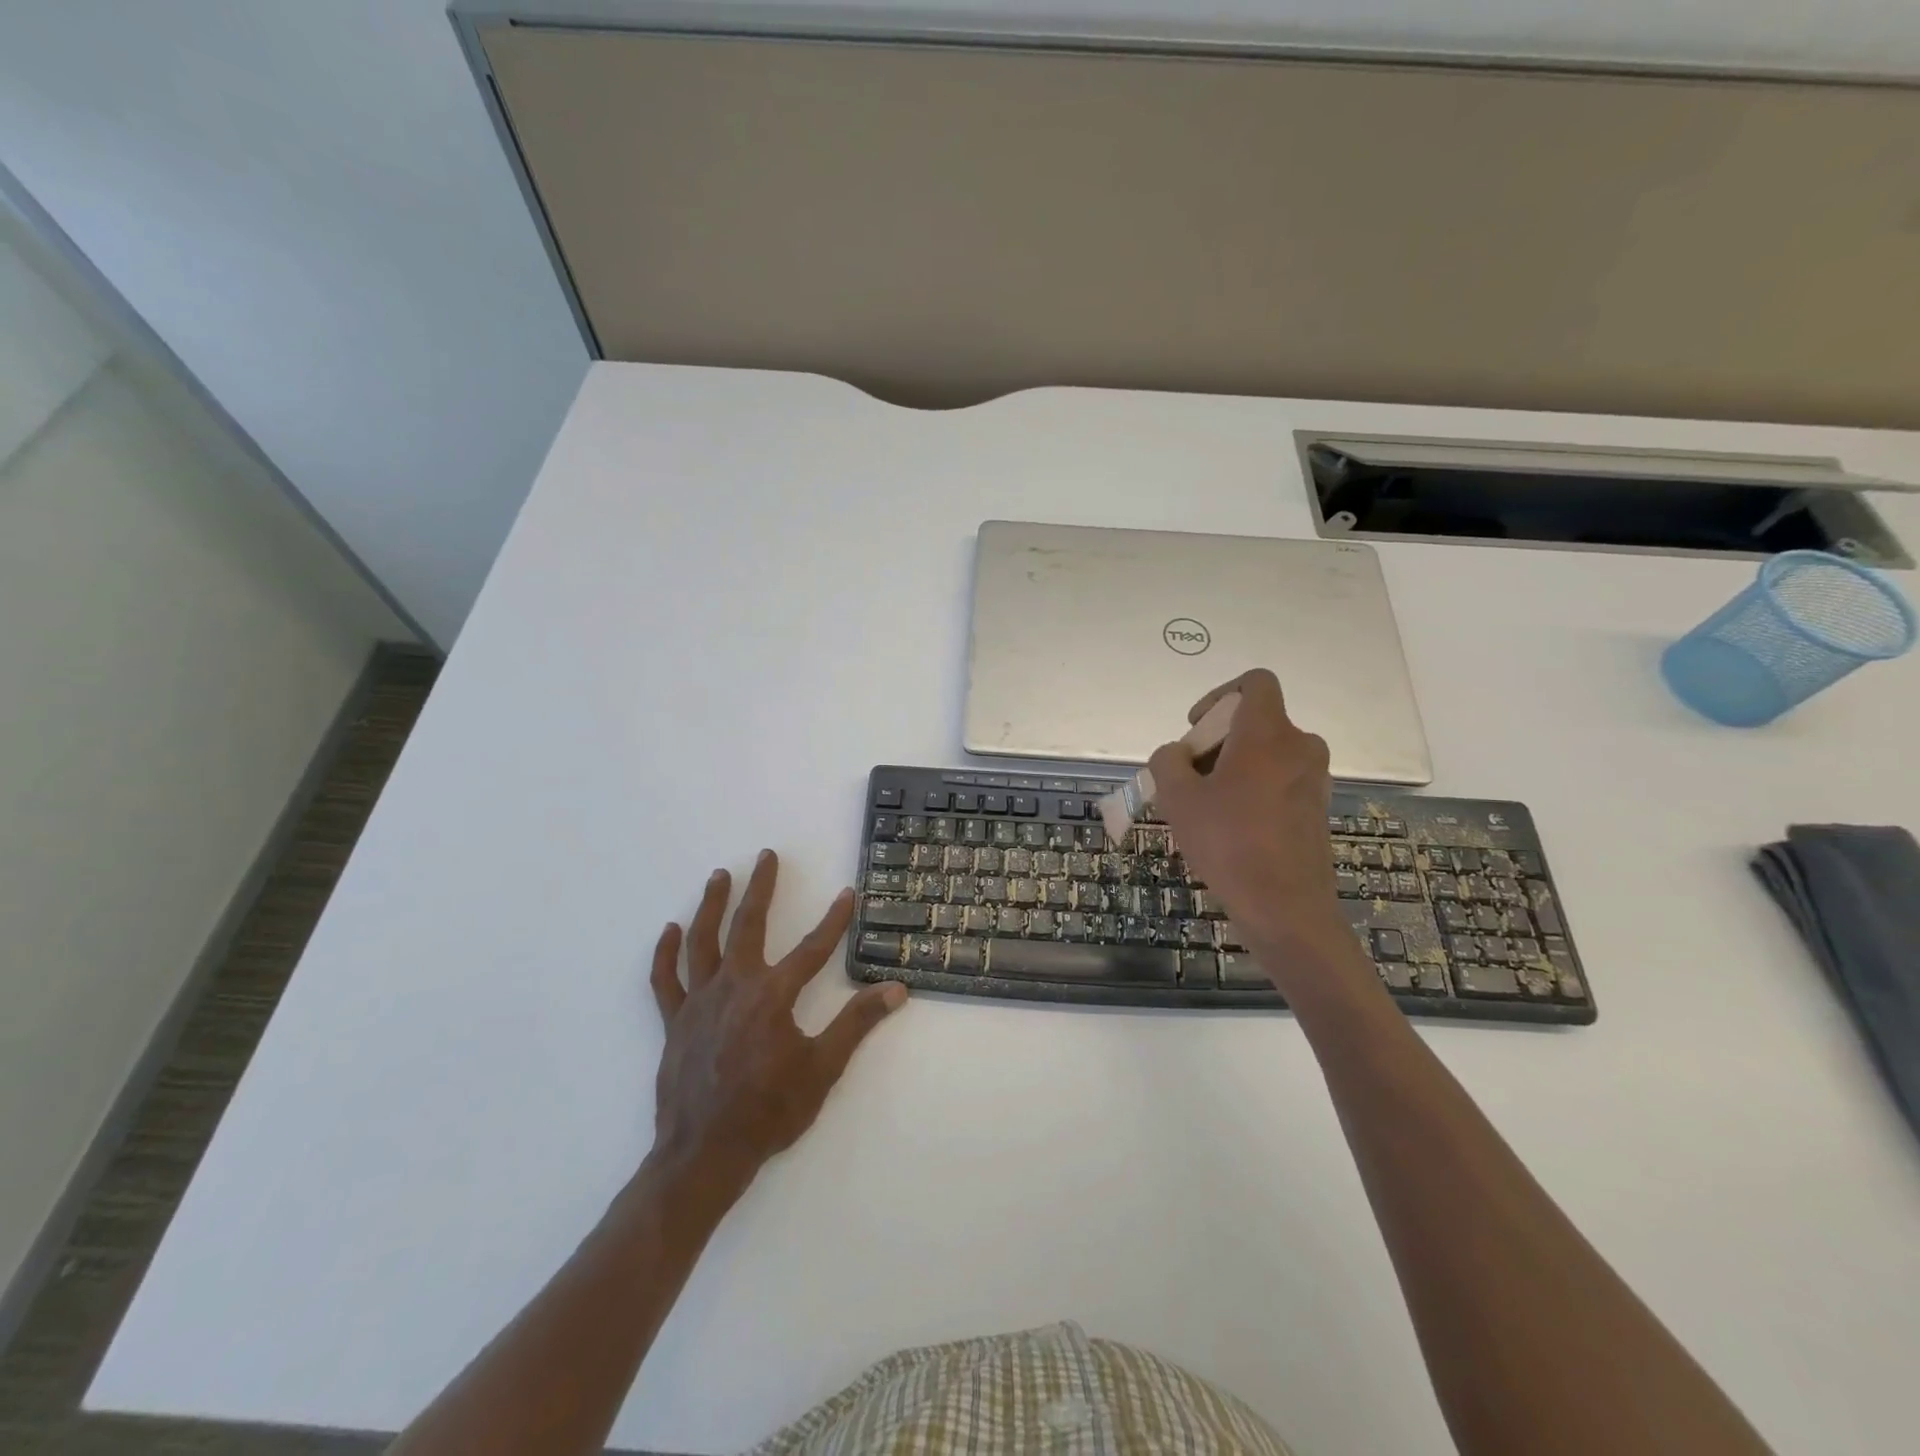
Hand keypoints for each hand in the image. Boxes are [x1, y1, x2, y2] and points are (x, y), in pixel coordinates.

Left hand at [648, 850, 906, 1187]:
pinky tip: (670, 930)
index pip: (813, 948)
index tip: (847, 894)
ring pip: (702, 941)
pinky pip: (666, 980)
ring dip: (712, 904)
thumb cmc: (769, 1111)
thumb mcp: (823, 1069)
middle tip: (767, 855)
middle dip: (761, 888)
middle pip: (748, 925)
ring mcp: (699, 1002)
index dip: (834, 920)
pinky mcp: (674, 1021)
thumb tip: (896, 989)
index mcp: (773, 995)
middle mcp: (734, 986)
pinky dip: (666, 953)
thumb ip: (857, 1024)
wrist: (704, 1154)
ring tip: (720, 876)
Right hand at [1148, 670, 1350, 957]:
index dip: (1219, 694)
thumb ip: (1167, 761)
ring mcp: (1314, 778)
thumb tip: (1176, 755)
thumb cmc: (1229, 844)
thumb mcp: (1178, 798)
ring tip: (1204, 807)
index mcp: (1268, 733)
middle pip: (1254, 721)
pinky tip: (1230, 827)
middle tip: (1188, 778)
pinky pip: (1278, 779)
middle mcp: (1299, 745)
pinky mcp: (1316, 806)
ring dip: (1231, 767)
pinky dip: (1252, 788)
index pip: (1255, 682)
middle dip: (1215, 741)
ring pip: (1265, 753)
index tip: (1196, 729)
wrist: (1286, 908)